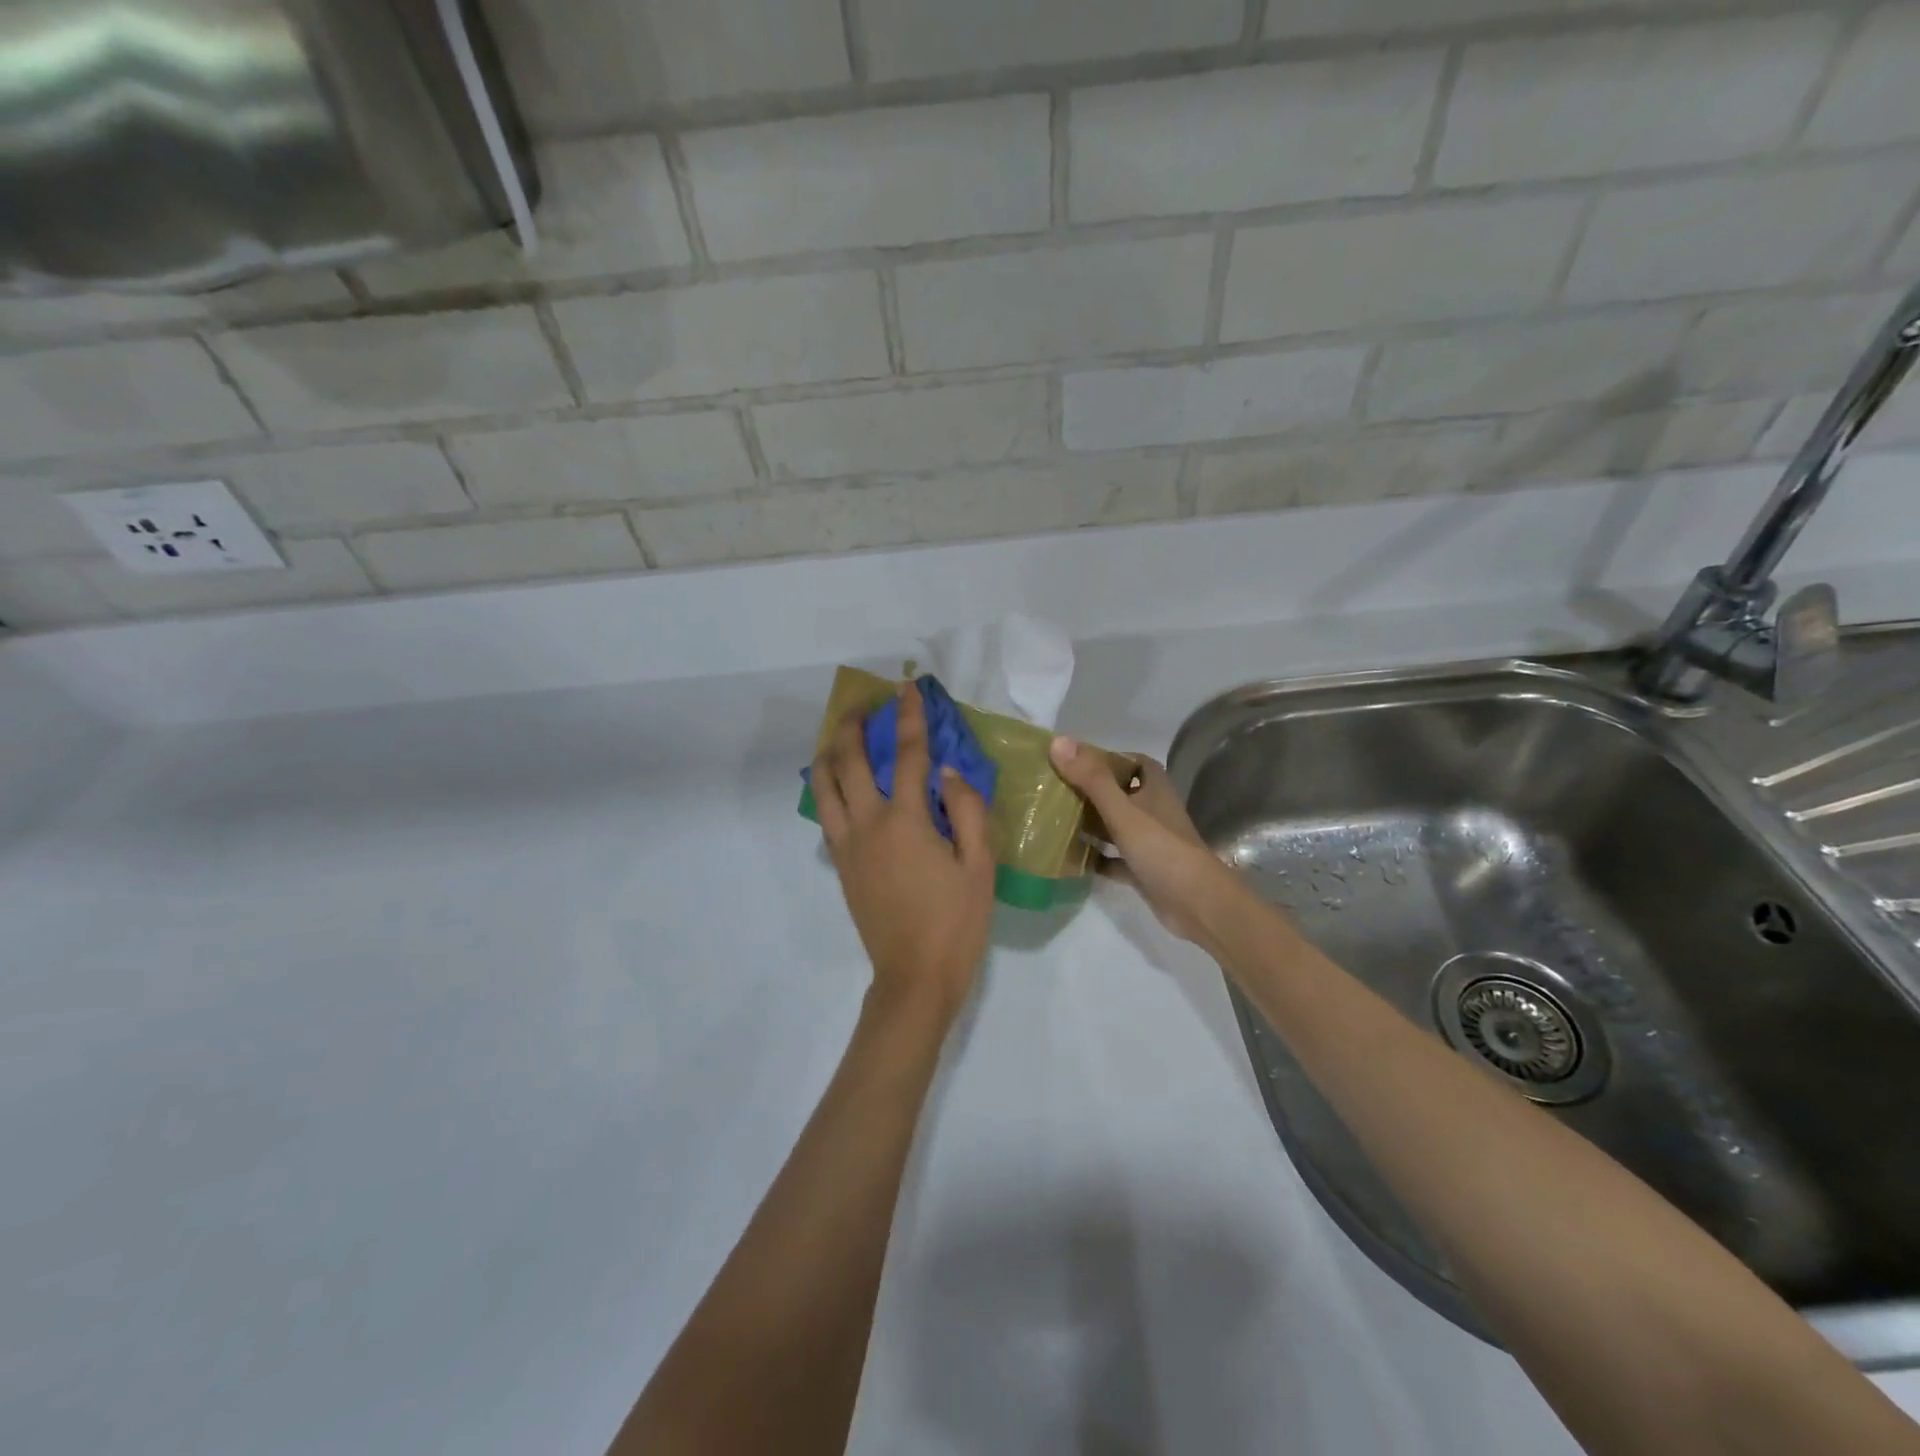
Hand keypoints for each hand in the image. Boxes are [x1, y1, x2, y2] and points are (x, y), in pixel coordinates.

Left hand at [813, 683, 995, 1021]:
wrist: (914, 977)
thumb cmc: (956, 922)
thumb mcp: (980, 865)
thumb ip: (967, 810)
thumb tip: (948, 772)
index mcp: (906, 821)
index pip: (909, 755)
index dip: (910, 717)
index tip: (908, 688)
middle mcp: (867, 824)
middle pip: (849, 761)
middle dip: (854, 725)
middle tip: (864, 704)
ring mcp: (847, 845)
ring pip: (823, 785)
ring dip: (830, 752)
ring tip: (843, 736)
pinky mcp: (840, 864)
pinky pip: (825, 812)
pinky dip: (827, 786)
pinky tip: (839, 781)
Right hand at [1049, 739, 1235, 945]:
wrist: (1196, 904)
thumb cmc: (1161, 849)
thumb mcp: (1122, 811)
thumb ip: (1091, 779)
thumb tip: (1057, 742)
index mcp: (1154, 789)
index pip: (1133, 763)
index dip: (1108, 758)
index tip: (1075, 761)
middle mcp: (1153, 811)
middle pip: (1119, 794)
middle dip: (1090, 791)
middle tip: (1054, 790)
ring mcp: (1149, 842)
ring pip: (1115, 826)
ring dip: (1090, 824)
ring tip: (1054, 820)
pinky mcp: (1143, 870)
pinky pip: (1113, 859)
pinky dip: (1095, 858)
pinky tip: (1069, 859)